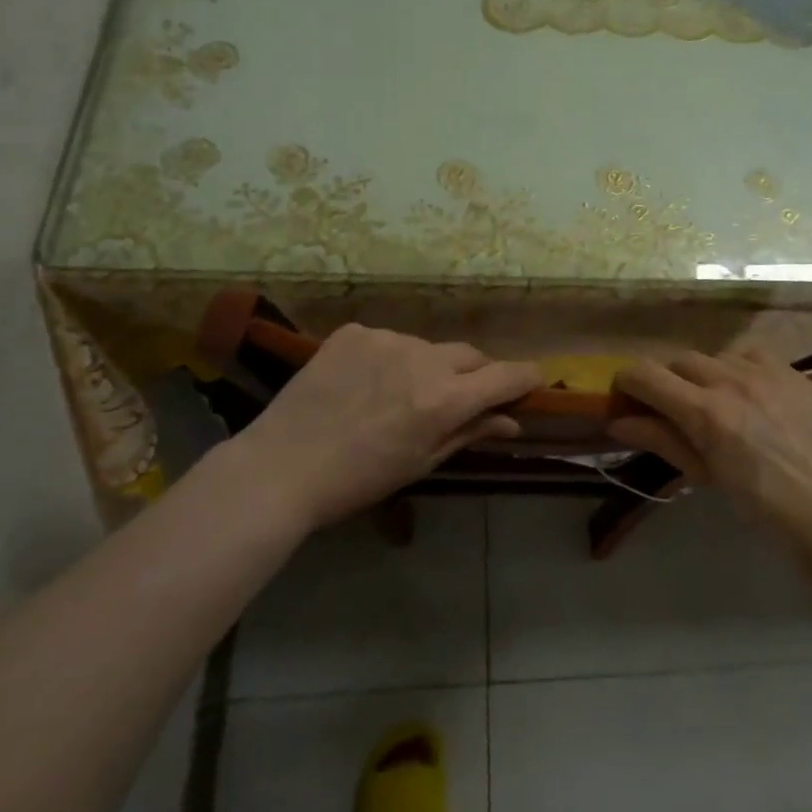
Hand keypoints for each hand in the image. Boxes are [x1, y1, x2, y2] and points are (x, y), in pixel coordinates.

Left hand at [214, 324, 542, 530]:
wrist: (279, 468)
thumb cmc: (357, 480)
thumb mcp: (421, 463)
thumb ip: (470, 433)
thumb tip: (512, 421)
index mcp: (444, 398)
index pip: (506, 375)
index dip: (525, 378)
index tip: (531, 383)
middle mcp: (422, 358)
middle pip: (470, 355)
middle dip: (476, 374)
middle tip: (461, 398)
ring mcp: (385, 338)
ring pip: (426, 347)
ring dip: (428, 366)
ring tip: (399, 395)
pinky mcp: (353, 331)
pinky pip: (387, 340)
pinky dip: (389, 358)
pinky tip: (365, 383)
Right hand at [607, 348, 811, 552]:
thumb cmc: (763, 506)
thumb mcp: (705, 475)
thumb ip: (661, 441)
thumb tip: (618, 422)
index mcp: (706, 412)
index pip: (646, 374)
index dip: (627, 381)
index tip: (625, 396)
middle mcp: (731, 380)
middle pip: (678, 360)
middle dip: (666, 382)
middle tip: (671, 410)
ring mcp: (766, 371)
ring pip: (714, 356)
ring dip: (703, 375)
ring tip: (715, 404)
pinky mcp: (792, 370)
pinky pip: (750, 354)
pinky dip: (738, 368)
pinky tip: (749, 394)